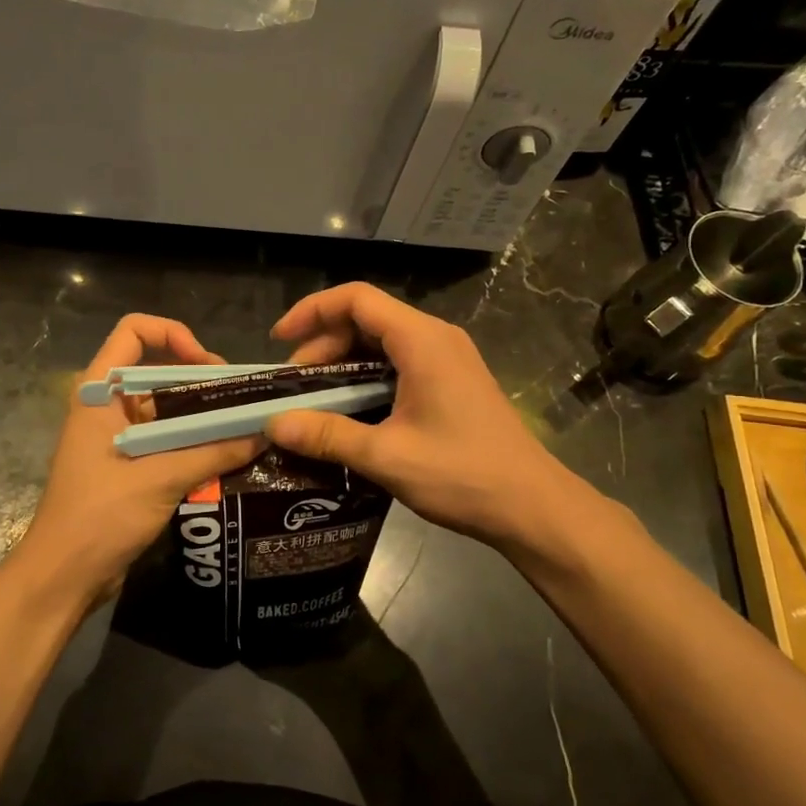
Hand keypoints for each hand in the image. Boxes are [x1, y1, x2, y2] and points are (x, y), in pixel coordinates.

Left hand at [19, 314, 262, 609]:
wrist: (63, 577)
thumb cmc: (100, 516)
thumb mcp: (161, 478)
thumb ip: (213, 452)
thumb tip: (264, 432)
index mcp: (100, 392)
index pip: (133, 332)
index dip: (173, 335)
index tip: (208, 366)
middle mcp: (107, 406)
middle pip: (157, 370)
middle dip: (201, 381)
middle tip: (242, 401)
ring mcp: (116, 437)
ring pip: (166, 409)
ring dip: (202, 416)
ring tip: (244, 428)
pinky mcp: (128, 466)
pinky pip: (166, 440)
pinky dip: (194, 443)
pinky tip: (228, 457)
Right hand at [265, 283, 617, 570]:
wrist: (533, 507)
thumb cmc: (463, 474)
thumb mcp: (387, 456)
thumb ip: (326, 435)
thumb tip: (272, 425)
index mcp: (421, 340)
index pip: (356, 299)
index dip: (311, 311)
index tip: (279, 341)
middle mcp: (436, 338)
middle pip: (367, 319)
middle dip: (323, 345)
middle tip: (295, 386)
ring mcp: (448, 359)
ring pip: (382, 342)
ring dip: (344, 364)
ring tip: (315, 400)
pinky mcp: (452, 382)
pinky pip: (399, 363)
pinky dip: (367, 377)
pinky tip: (351, 412)